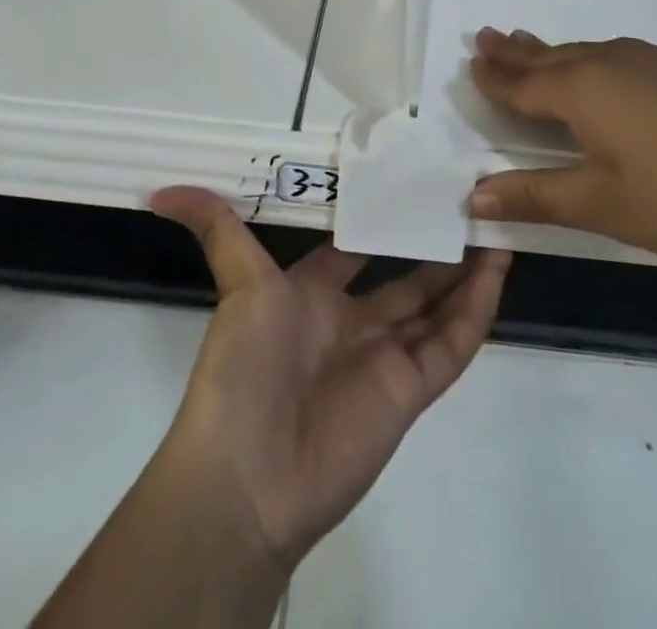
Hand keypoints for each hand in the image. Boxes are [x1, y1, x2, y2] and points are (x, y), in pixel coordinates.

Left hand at [150, 187, 509, 570]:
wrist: (249, 475)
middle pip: (405, 275)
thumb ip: (217, 229)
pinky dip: (476, 311)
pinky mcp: (410, 392)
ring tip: (495, 230)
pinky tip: (497, 273)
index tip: (416, 181)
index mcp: (312, 293)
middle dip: (435, 244)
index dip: (384, 217)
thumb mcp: (237, 283)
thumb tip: (159, 190)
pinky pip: (451, 345)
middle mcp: (351, 321)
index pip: (357, 246)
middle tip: (469, 204)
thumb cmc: (243, 365)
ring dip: (464, 273)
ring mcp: (384, 358)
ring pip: (435, 306)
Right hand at [467, 29, 656, 285]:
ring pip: (587, 51)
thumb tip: (471, 195)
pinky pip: (619, 56)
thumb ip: (535, 195)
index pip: (523, 82)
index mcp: (585, 89)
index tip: (470, 61)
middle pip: (551, 56)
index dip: (494, 77)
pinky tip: (600, 71)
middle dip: (516, 51)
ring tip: (528, 45)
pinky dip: (590, 59)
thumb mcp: (603, 206)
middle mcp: (614, 62)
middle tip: (486, 37)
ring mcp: (656, 62)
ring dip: (552, 51)